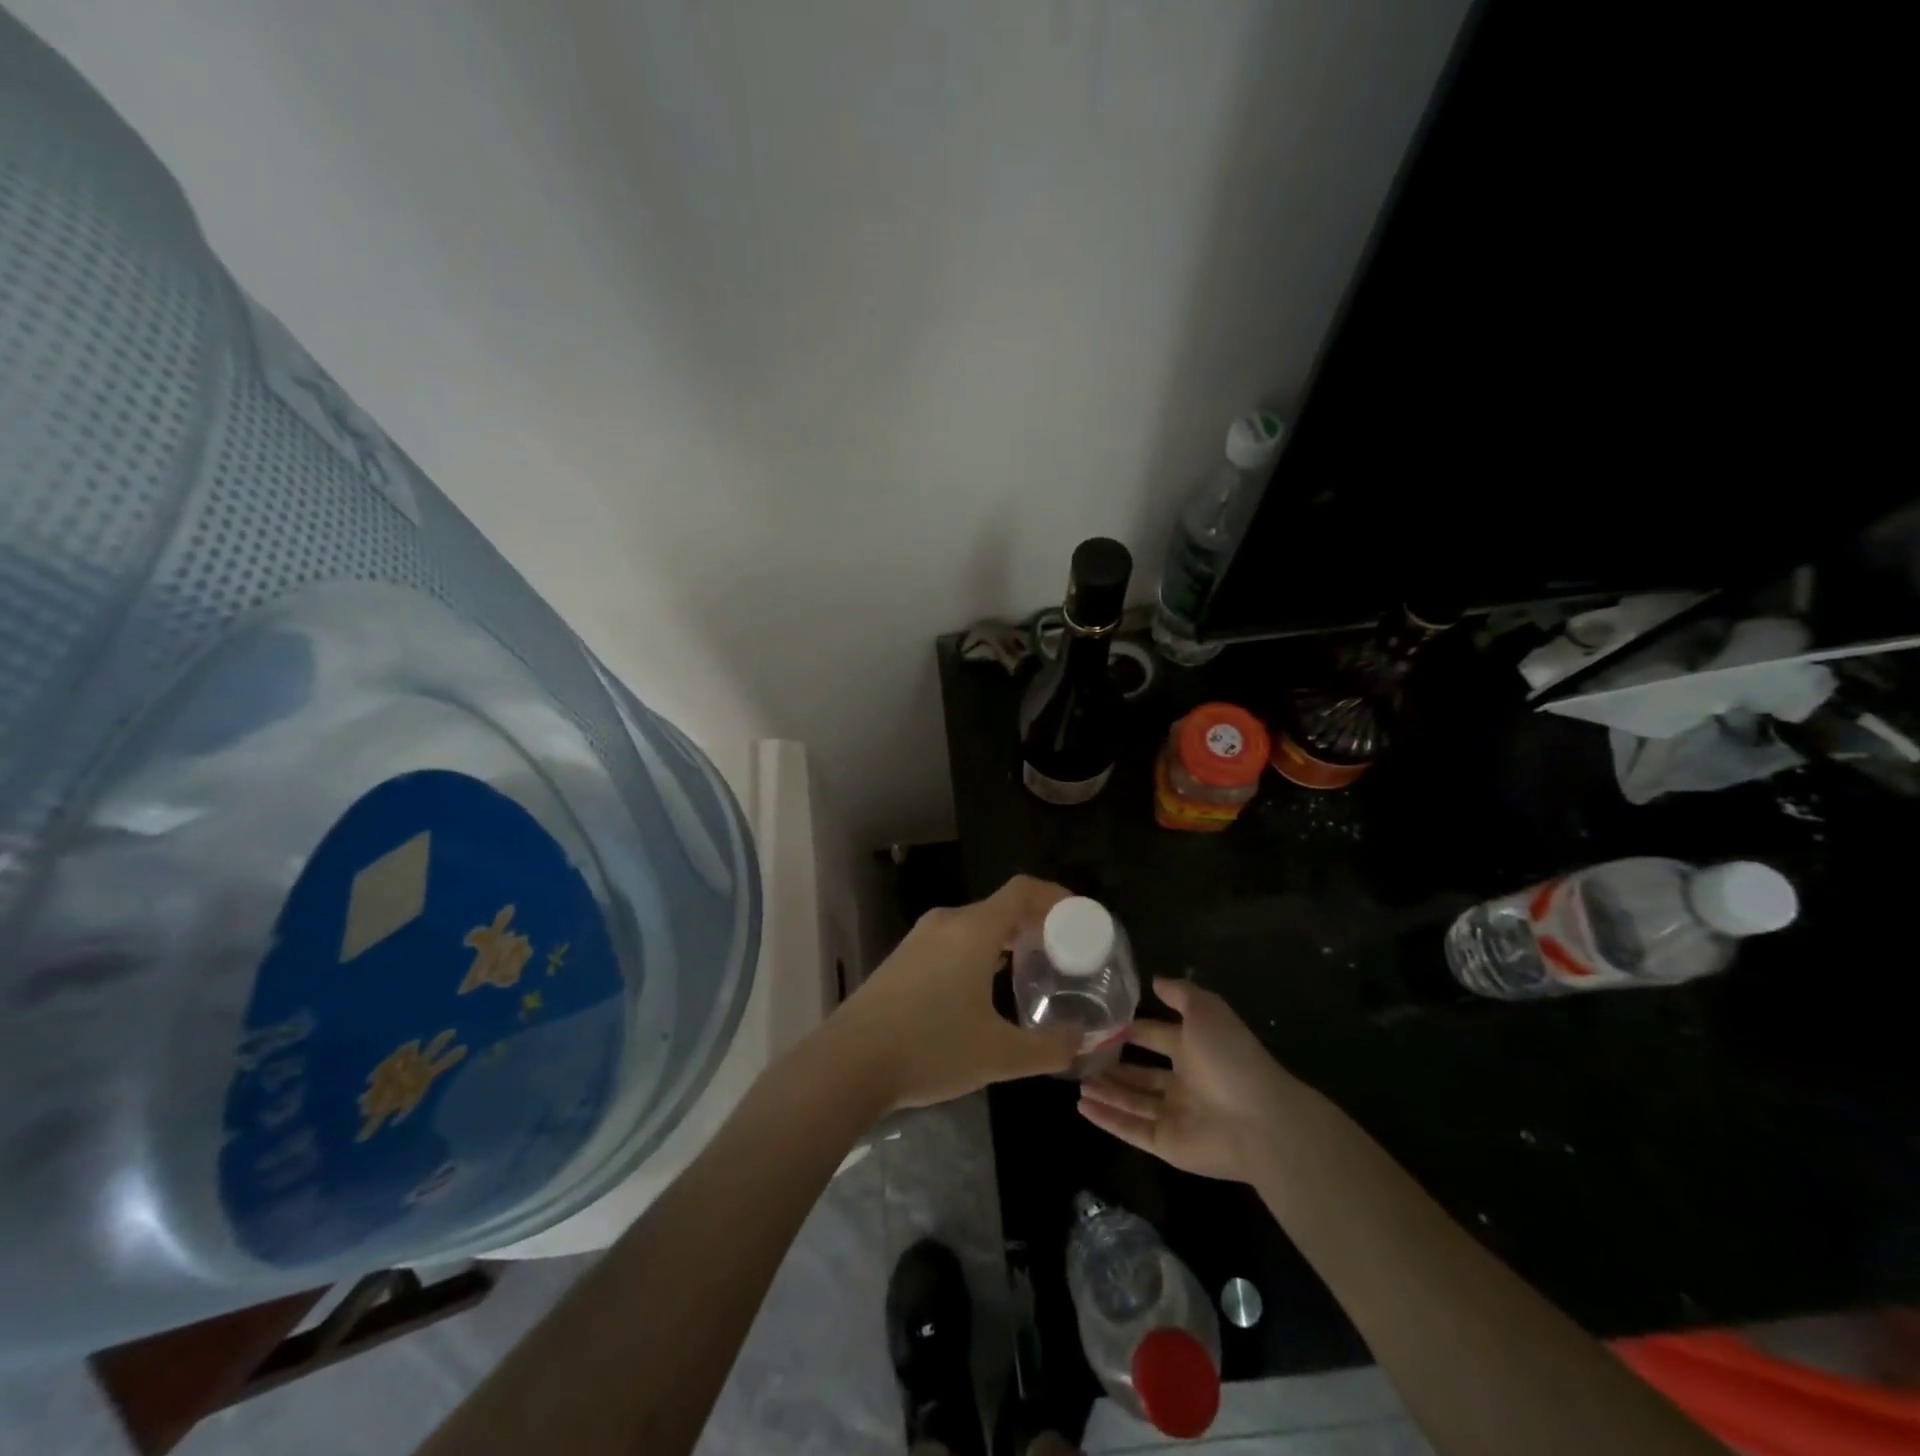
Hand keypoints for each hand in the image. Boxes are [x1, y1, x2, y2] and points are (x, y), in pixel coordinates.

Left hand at [828, 876, 1081, 1111]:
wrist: (848, 1063)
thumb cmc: (930, 1048)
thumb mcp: (998, 1054)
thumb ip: (1048, 1047)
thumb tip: (1080, 1040)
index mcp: (973, 929)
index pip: (1023, 890)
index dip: (1056, 896)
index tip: (1080, 917)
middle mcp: (946, 922)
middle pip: (1001, 906)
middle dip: (1035, 923)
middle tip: (1064, 951)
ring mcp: (920, 939)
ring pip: (975, 925)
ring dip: (1006, 939)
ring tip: (1032, 969)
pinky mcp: (903, 958)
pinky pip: (954, 940)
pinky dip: (980, 951)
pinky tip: (987, 987)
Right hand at [1078, 978, 1299, 1183]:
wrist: (1260, 1122)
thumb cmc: (1230, 1058)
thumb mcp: (1206, 1010)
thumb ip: (1180, 994)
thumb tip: (1154, 979)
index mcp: (1194, 1050)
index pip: (1155, 1037)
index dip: (1130, 1030)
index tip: (1100, 1023)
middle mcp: (1183, 1083)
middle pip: (1140, 1073)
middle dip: (1113, 1064)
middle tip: (1079, 1055)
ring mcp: (1175, 1115)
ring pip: (1132, 1101)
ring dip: (1105, 1091)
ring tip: (1076, 1081)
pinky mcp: (1167, 1144)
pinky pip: (1132, 1128)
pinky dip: (1107, 1119)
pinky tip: (1082, 1106)